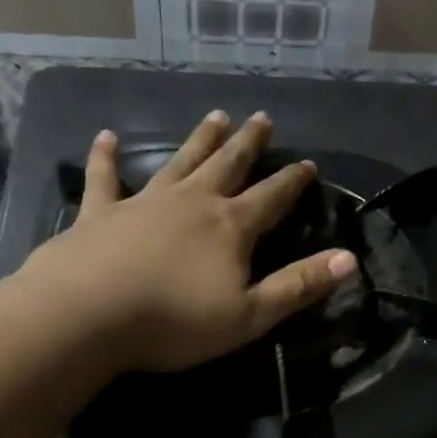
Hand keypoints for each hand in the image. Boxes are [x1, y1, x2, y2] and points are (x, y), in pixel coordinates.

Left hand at [19, 110, 355, 373]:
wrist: (86, 315)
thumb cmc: (175, 321)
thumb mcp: (251, 315)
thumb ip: (299, 285)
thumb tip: (350, 259)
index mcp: (231, 227)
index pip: (272, 198)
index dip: (293, 181)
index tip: (308, 163)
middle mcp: (192, 203)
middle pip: (227, 166)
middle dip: (248, 143)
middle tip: (261, 118)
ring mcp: (144, 203)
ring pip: (179, 162)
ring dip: (199, 140)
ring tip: (215, 116)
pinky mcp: (100, 213)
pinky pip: (106, 178)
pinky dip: (106, 157)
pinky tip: (106, 137)